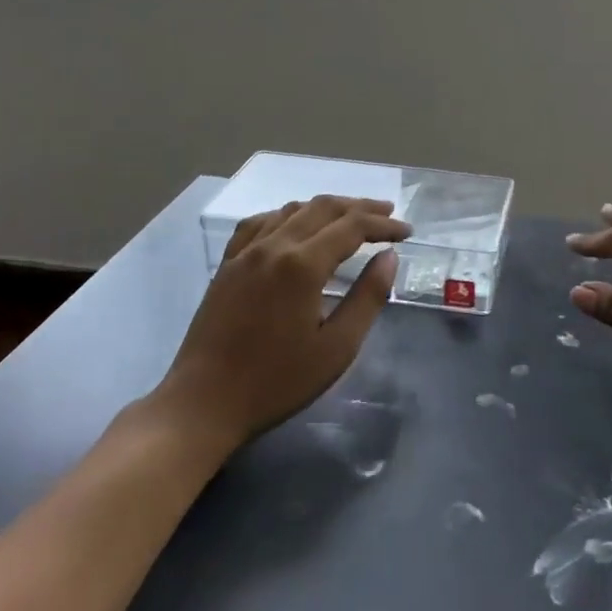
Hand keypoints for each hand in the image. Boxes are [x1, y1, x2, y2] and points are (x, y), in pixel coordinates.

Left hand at [158, 196, 410, 450]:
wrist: (204, 403)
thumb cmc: (277, 381)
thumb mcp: (337, 348)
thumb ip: (368, 297)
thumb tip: (389, 257)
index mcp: (302, 264)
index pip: (352, 227)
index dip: (383, 225)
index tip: (407, 232)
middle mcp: (274, 246)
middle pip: (323, 208)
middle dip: (360, 207)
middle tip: (388, 214)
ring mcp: (245, 252)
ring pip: (292, 209)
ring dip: (327, 207)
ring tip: (350, 217)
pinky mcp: (227, 264)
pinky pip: (260, 223)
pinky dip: (287, 215)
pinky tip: (295, 225)